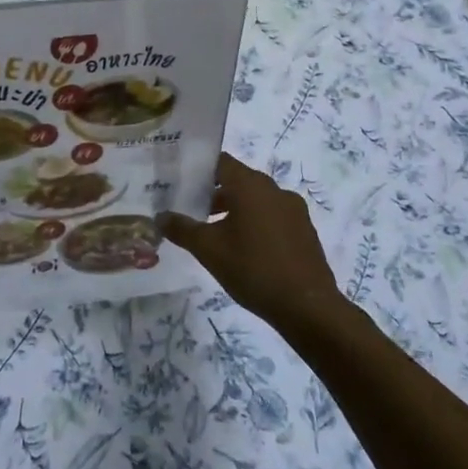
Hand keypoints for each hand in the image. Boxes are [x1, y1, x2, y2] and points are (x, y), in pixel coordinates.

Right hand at [158, 153, 344, 330]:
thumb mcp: (208, 250)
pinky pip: (273, 216)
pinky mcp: (305, 230)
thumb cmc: (253, 269)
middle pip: (238, 181)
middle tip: (191, 209)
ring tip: (214, 233)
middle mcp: (275, 190)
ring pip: (257, 200)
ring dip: (235, 209)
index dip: (199, 169)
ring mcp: (294, 210)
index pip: (221, 162)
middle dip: (214, 193)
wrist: (307, 306)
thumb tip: (160, 216)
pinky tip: (244, 249)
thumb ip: (182, 229)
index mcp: (251, 186)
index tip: (180, 181)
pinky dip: (255, 223)